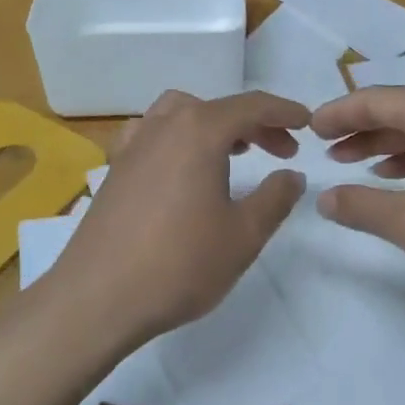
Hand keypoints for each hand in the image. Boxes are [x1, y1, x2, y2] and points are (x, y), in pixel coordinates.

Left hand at [51, 90, 309, 344]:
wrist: (97, 298)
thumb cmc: (179, 264)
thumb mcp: (243, 235)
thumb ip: (275, 198)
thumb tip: (292, 174)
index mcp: (200, 131)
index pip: (252, 106)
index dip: (284, 112)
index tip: (308, 123)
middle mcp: (165, 125)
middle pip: (218, 108)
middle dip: (255, 123)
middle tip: (282, 151)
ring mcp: (135, 143)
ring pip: (182, 113)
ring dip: (215, 124)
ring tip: (235, 152)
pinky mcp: (116, 167)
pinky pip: (153, 133)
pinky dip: (178, 136)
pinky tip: (181, 165)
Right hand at [309, 86, 404, 319]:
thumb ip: (362, 206)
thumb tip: (322, 198)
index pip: (377, 100)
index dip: (339, 112)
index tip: (309, 128)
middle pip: (401, 110)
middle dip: (361, 128)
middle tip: (326, 149)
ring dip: (387, 145)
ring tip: (355, 166)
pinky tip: (401, 182)